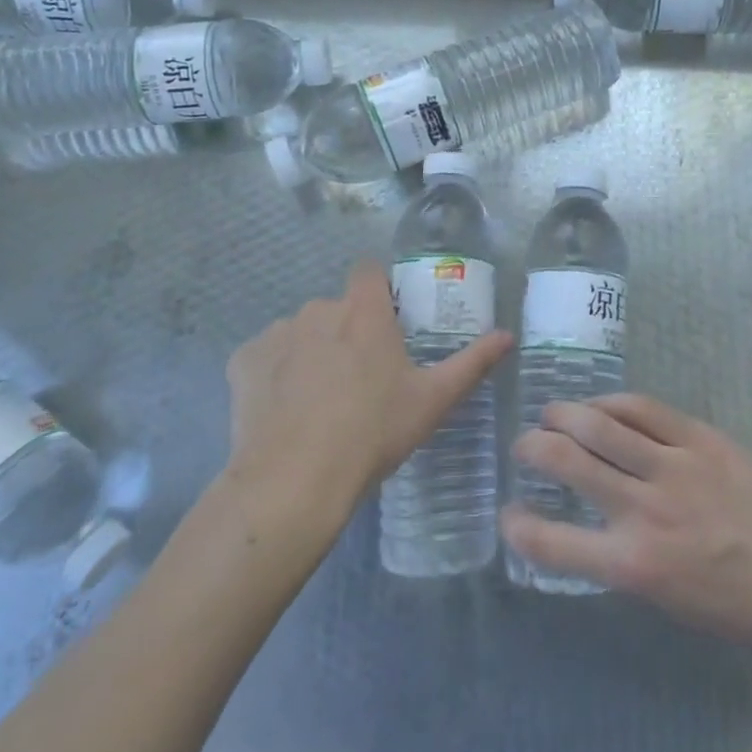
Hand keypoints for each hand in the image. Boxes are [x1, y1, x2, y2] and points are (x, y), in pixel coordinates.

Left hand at [225, 260, 511, 515]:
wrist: (294, 479)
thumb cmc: (373, 433)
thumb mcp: (433, 400)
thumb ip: (473, 363)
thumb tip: (508, 335)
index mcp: (364, 311)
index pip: (368, 271)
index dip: (377, 290)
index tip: (386, 322)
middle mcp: (318, 309)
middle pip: (336, 307)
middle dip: (347, 331)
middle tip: (359, 378)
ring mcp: (276, 333)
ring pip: (300, 332)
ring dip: (311, 351)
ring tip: (319, 401)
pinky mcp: (243, 360)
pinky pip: (265, 356)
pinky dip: (275, 373)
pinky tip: (283, 410)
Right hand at [501, 393, 751, 650]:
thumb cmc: (737, 604)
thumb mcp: (667, 600)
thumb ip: (620, 559)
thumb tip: (586, 526)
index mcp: (634, 564)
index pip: (554, 543)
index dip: (518, 526)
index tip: (508, 514)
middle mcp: (645, 509)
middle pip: (568, 462)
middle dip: (533, 448)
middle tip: (525, 446)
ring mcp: (674, 466)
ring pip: (600, 424)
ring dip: (564, 414)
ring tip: (551, 414)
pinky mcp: (699, 438)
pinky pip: (643, 409)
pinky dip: (612, 403)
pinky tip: (602, 406)